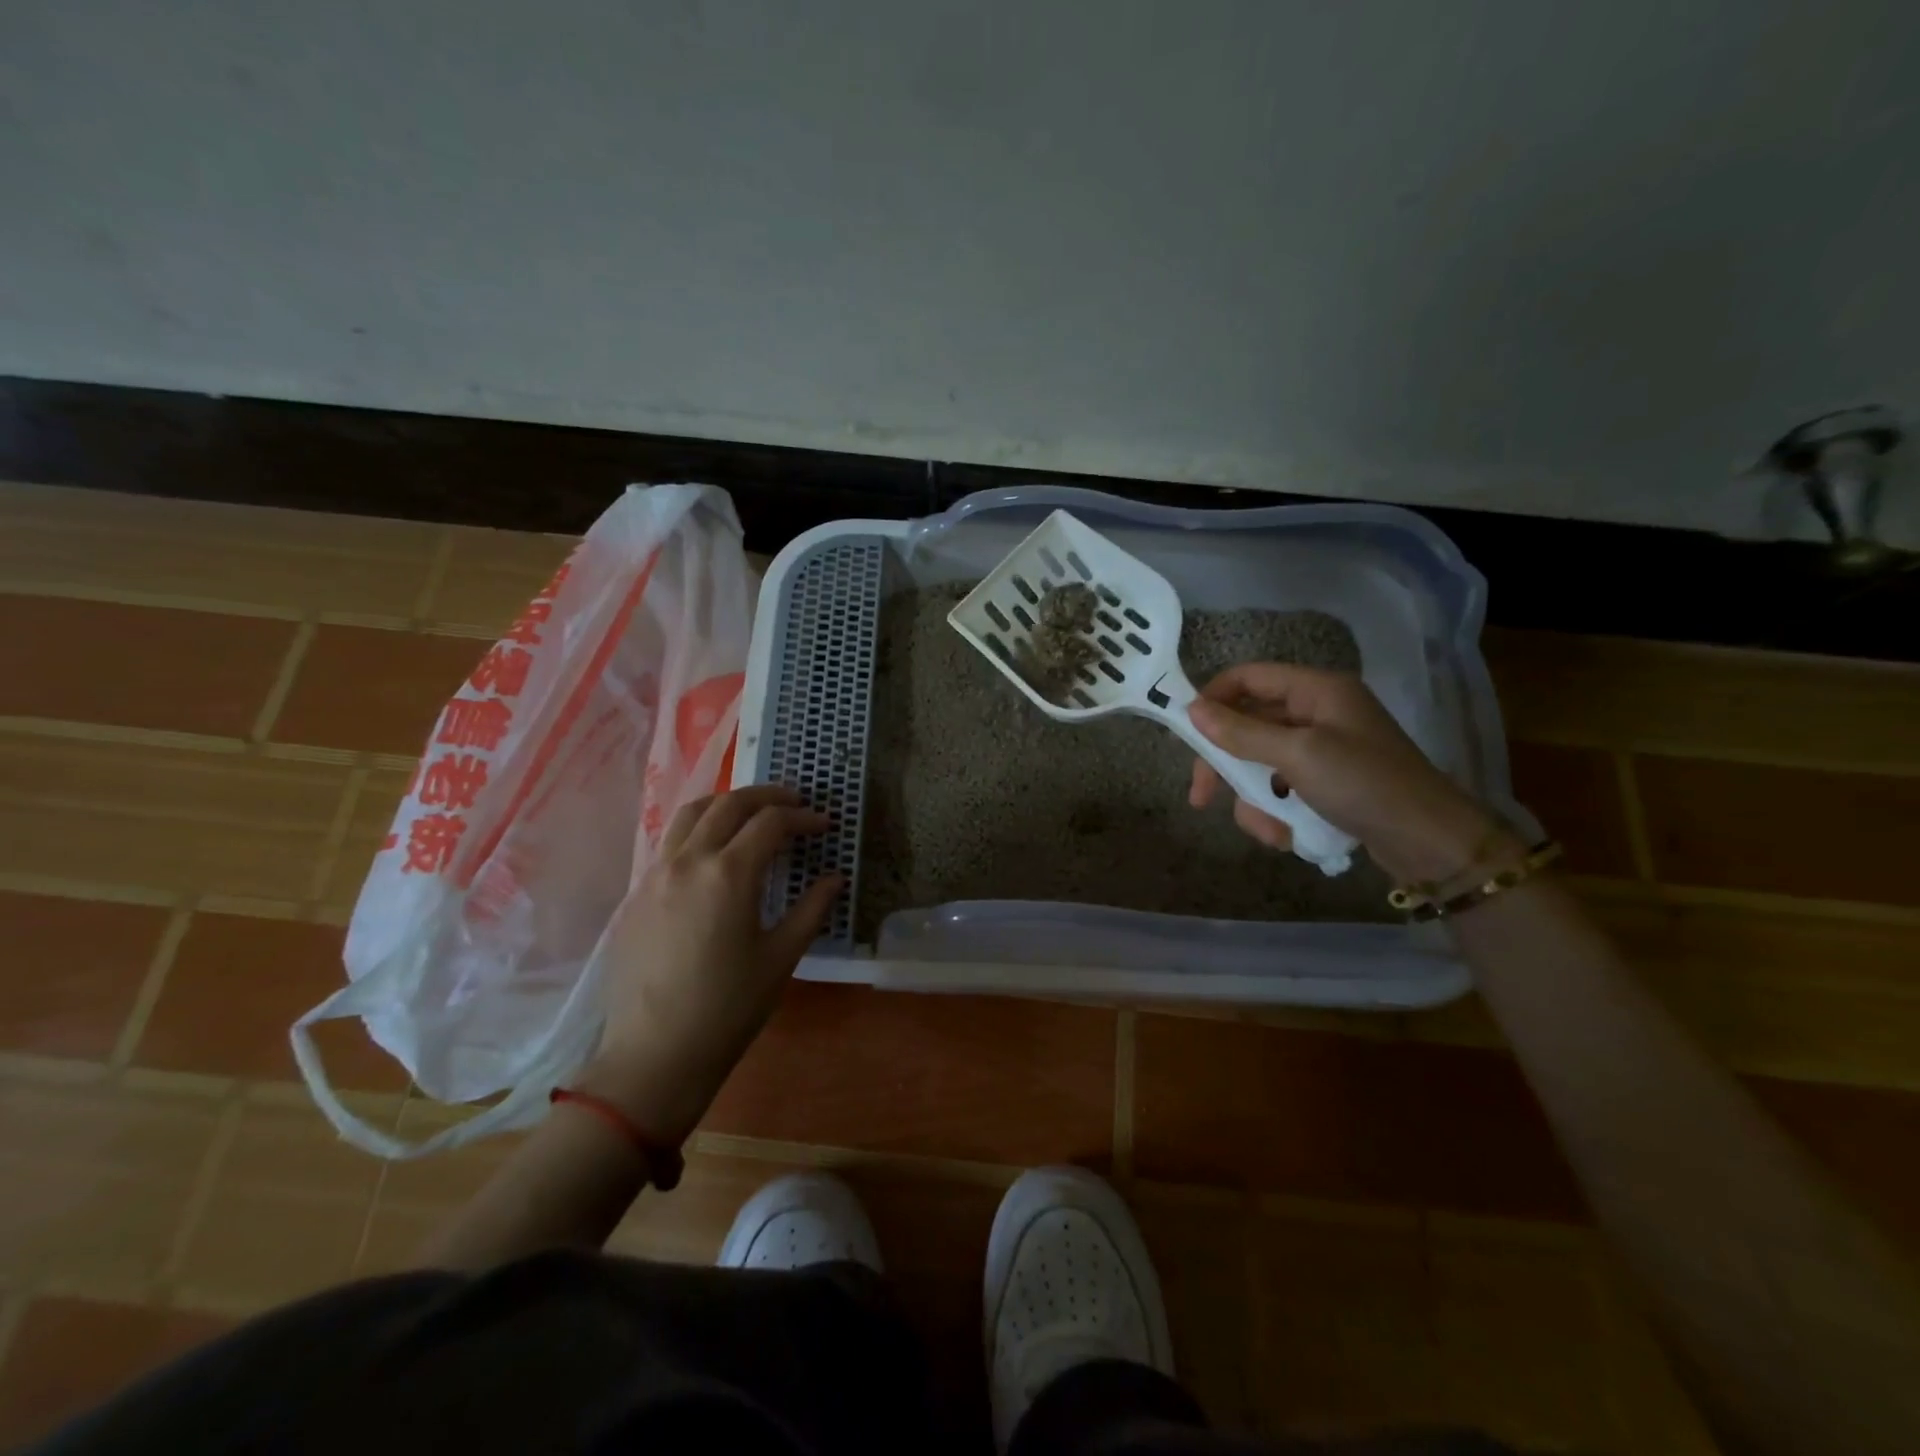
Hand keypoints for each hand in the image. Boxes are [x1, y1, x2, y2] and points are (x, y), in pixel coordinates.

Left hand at [578, 785, 842, 1143]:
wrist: (654, 1055)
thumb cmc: (728, 1008)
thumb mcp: (781, 958)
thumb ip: (811, 909)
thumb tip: (834, 879)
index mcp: (728, 873)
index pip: (770, 823)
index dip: (802, 818)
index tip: (824, 825)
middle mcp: (688, 860)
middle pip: (729, 804)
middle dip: (767, 796)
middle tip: (794, 803)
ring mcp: (655, 874)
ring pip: (690, 813)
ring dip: (726, 804)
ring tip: (751, 813)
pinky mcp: (636, 894)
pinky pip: (669, 842)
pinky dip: (697, 829)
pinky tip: (713, 852)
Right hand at [1186, 663, 1515, 881]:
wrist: (1429, 843)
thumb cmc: (1365, 785)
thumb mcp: (1298, 756)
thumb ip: (1242, 732)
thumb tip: (1192, 709)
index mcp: (1316, 691)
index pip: (1247, 677)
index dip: (1213, 699)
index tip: (1186, 733)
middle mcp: (1316, 713)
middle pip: (1247, 726)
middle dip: (1226, 766)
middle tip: (1202, 797)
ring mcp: (1321, 749)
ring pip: (1259, 765)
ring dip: (1254, 800)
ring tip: (1271, 830)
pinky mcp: (1325, 782)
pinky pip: (1281, 789)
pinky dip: (1277, 813)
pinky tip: (1288, 836)